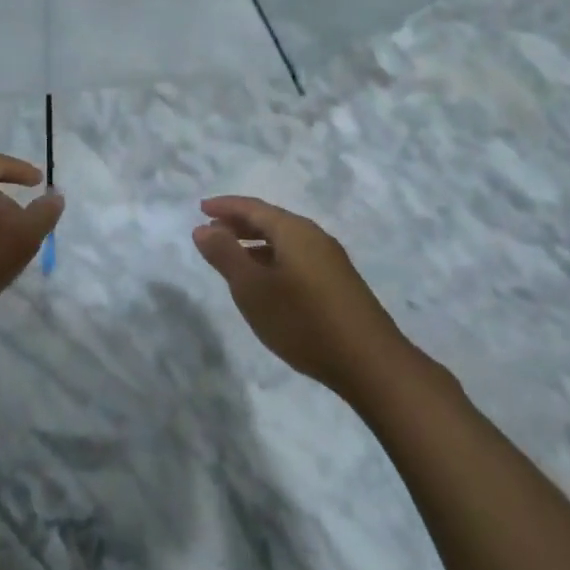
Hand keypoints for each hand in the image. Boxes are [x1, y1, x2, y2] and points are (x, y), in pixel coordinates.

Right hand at [193, 196, 404, 400]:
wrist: (369, 363)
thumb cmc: (303, 320)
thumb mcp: (252, 288)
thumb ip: (225, 255)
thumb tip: (203, 228)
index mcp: (294, 231)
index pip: (253, 207)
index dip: (224, 206)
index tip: (200, 208)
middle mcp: (314, 237)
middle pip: (270, 220)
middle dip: (238, 223)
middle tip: (211, 231)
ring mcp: (330, 260)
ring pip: (284, 241)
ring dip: (255, 243)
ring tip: (231, 257)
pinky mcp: (338, 283)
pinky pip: (296, 258)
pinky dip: (272, 259)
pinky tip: (265, 282)